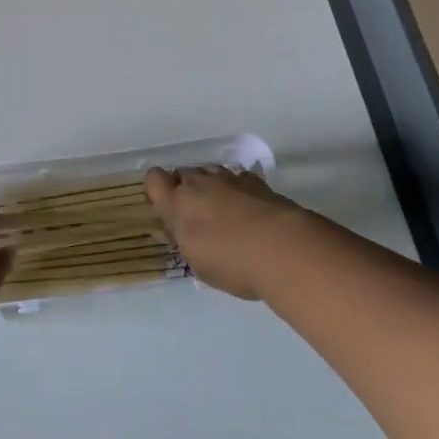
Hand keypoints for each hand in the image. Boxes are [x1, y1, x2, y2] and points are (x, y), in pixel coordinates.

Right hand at [146, 166, 304, 300]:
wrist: (284, 249)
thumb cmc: (233, 263)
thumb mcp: (198, 264)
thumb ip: (183, 240)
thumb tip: (174, 230)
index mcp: (177, 203)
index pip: (154, 179)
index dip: (158, 191)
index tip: (168, 211)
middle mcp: (199, 183)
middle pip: (183, 174)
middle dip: (187, 191)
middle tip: (198, 219)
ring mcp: (228, 178)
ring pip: (210, 174)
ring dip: (212, 189)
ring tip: (226, 215)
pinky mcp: (255, 181)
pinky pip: (237, 179)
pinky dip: (238, 191)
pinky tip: (250, 211)